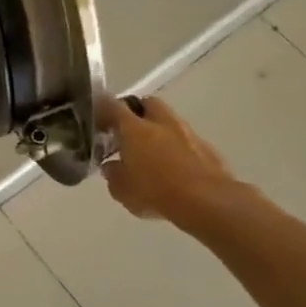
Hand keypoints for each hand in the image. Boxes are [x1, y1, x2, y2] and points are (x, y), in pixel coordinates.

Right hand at [96, 93, 243, 230]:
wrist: (210, 203)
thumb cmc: (157, 193)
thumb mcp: (122, 190)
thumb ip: (113, 174)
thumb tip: (111, 166)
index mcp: (135, 129)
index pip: (112, 106)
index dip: (101, 109)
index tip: (95, 118)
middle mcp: (161, 123)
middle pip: (146, 103)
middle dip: (136, 111)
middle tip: (126, 129)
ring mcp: (188, 133)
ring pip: (169, 121)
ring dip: (158, 130)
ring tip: (150, 152)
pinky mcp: (208, 148)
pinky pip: (186, 140)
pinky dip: (176, 148)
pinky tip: (173, 168)